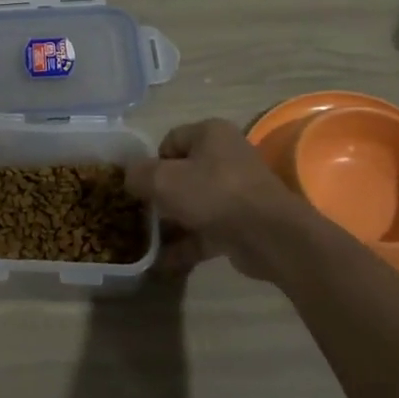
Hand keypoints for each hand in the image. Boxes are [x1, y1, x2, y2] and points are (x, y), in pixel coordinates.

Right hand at [125, 119, 305, 275]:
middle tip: (140, 215)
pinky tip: (163, 264)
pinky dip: (186, 244)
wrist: (269, 235)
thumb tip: (130, 176)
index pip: (170, 141)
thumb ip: (139, 174)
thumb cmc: (214, 194)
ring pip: (193, 204)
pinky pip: (206, 230)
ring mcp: (235, 191)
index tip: (139, 187)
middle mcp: (225, 156)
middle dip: (159, 196)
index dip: (151, 163)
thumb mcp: (164, 180)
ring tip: (146, 243)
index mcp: (210, 133)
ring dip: (171, 224)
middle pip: (181, 174)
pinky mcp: (241, 222)